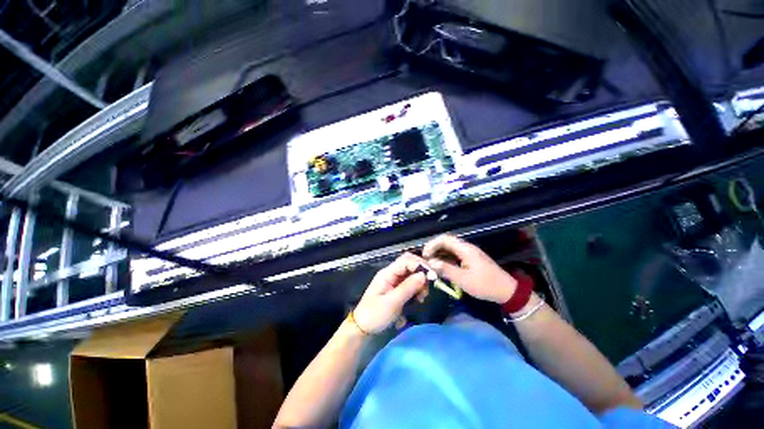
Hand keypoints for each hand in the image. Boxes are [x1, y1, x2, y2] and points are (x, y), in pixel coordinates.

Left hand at [353, 252, 426, 333]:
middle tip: (426, 290)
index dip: (420, 265)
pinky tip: (418, 300)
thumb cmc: (375, 315)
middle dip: (421, 275)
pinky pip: (410, 284)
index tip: (432, 276)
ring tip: (421, 298)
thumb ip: (408, 287)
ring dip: (420, 284)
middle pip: (410, 266)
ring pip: (412, 275)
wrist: (362, 329)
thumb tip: (424, 275)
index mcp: (387, 273)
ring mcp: (394, 282)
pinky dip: (417, 290)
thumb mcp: (392, 302)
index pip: (406, 260)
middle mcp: (391, 274)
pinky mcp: (397, 290)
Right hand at [423, 234, 516, 303]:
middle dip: (434, 249)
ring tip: (431, 264)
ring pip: (449, 248)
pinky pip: (454, 255)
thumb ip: (445, 269)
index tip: (424, 255)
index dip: (432, 244)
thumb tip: (430, 263)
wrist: (506, 291)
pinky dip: (445, 258)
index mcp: (465, 249)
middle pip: (446, 242)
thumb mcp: (463, 279)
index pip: (444, 239)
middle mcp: (466, 247)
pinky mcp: (470, 259)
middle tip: (426, 260)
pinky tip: (441, 266)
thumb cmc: (485, 285)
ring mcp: (468, 253)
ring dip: (439, 254)